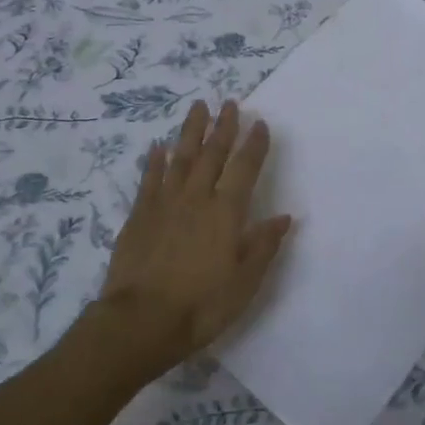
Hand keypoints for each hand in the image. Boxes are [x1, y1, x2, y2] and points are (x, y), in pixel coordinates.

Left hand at [97, 99, 291, 380]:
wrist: (140, 322)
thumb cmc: (201, 306)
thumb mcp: (244, 282)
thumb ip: (263, 246)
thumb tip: (284, 217)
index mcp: (226, 212)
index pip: (245, 168)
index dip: (254, 145)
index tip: (261, 123)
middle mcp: (197, 198)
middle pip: (213, 154)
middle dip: (224, 127)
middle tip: (230, 103)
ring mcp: (165, 203)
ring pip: (181, 158)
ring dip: (191, 131)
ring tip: (199, 107)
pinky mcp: (139, 215)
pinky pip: (150, 179)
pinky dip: (155, 161)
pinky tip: (158, 146)